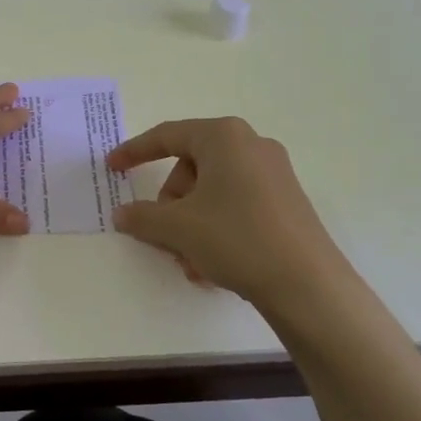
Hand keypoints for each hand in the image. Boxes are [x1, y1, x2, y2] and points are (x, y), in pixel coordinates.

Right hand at [106, 117, 348, 307]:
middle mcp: (251, 145)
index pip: (167, 136)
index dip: (134, 152)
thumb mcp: (178, 228)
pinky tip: (213, 266)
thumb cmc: (236, 239)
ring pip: (211, 191)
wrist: (308, 285)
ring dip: (191, 224)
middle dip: (171, 205)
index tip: (112, 168)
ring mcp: (273, 173)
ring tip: (191, 262)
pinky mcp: (286, 201)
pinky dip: (215, 228)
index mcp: (224, 137)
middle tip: (164, 236)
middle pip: (190, 167)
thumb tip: (122, 214)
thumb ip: (142, 216)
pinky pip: (235, 204)